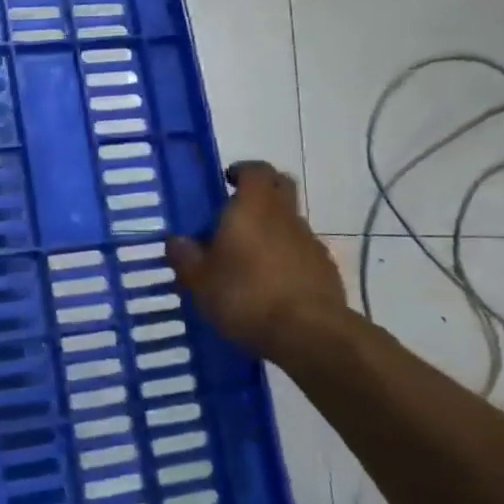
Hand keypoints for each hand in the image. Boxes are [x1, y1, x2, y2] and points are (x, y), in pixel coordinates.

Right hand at [166, 162, 347, 359]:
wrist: (309, 333)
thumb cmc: (246, 296)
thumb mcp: (199, 281)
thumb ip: (185, 257)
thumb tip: (176, 240)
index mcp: (253, 208)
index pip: (256, 170)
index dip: (242, 171)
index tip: (227, 180)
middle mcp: (285, 216)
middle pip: (281, 188)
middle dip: (262, 192)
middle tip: (237, 212)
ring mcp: (311, 243)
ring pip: (290, 222)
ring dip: (272, 230)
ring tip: (249, 260)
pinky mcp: (326, 270)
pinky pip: (302, 253)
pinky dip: (287, 259)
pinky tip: (271, 286)